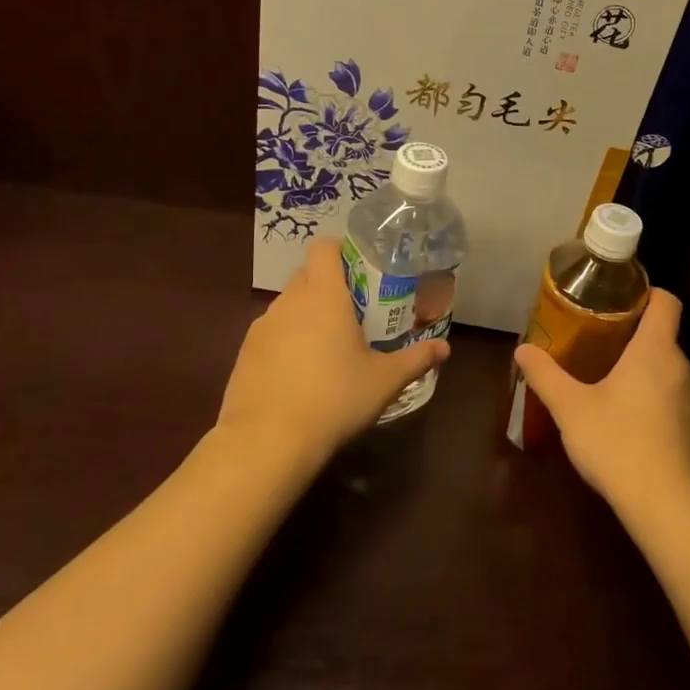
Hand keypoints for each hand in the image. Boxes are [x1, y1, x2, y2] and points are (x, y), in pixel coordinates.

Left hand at [217, 237, 449, 464]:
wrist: (267, 442)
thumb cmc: (334, 399)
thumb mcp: (384, 381)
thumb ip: (416, 359)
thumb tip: (445, 348)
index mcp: (323, 295)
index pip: (324, 247)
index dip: (341, 250)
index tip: (361, 269)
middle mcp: (288, 302)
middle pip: (306, 275)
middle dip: (329, 285)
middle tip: (355, 311)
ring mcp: (261, 327)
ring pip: (288, 305)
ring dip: (307, 315)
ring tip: (329, 347)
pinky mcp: (244, 354)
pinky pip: (271, 334)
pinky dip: (287, 341)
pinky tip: (301, 374)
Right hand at [512, 289, 689, 512]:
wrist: (671, 507)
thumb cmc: (619, 444)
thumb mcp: (571, 409)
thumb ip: (546, 376)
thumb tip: (522, 350)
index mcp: (655, 351)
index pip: (666, 301)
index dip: (646, 293)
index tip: (618, 298)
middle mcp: (682, 368)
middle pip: (663, 336)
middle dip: (632, 335)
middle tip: (596, 343)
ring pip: (668, 370)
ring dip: (642, 370)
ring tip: (607, 382)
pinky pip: (674, 400)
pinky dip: (653, 400)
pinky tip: (628, 424)